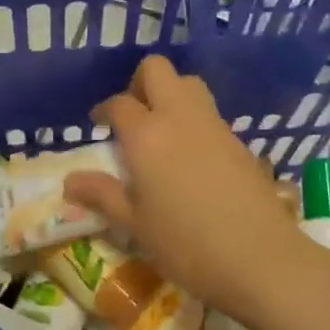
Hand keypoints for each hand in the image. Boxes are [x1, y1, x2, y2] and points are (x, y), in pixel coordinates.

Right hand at [63, 55, 308, 318]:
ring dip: (171, 95)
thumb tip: (69, 181)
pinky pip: (210, 113)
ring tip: (160, 132)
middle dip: (139, 83)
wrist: (261, 259)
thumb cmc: (186, 244)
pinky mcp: (240, 141)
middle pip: (158, 70)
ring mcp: (214, 126)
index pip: (119, 104)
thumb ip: (102, 195)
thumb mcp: (135, 224)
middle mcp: (179, 118)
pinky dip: (194, 120)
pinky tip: (190, 157)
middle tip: (132, 115)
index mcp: (146, 135)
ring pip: (189, 84)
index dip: (104, 110)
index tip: (98, 126)